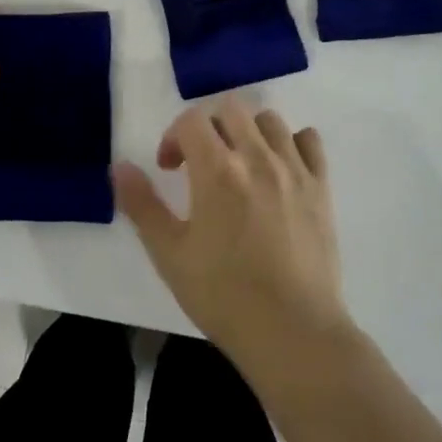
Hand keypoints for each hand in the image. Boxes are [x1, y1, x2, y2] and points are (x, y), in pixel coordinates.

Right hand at [113, 95, 353, 370]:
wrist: (293, 333)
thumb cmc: (223, 295)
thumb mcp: (169, 254)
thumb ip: (141, 204)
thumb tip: (120, 166)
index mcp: (217, 170)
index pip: (191, 120)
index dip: (173, 136)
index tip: (170, 169)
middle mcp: (258, 157)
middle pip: (231, 109)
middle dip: (208, 127)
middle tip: (201, 163)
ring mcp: (295, 170)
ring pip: (270, 120)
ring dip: (247, 131)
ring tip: (240, 164)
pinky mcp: (322, 188)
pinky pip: (309, 141)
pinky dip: (291, 143)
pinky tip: (279, 169)